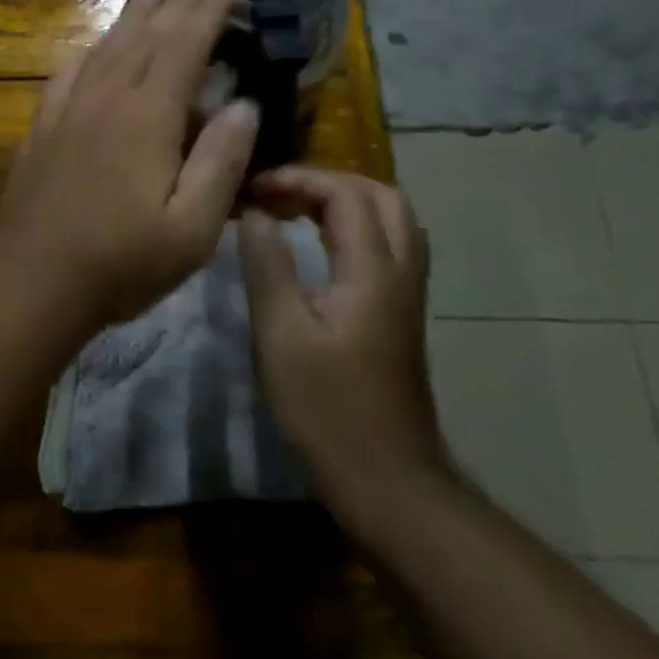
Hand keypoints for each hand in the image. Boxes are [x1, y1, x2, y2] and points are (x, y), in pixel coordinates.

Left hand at [0, 0, 259, 334]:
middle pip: (144, 38)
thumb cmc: (121, 261)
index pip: (182, 48)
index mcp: (147, 117)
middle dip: (175, 4)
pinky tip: (94, 45)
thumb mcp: (192, 227)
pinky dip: (90, 49)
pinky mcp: (43, 127)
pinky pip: (69, 72)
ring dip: (133, 16)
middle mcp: (106, 99)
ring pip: (106, 47)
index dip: (205, 14)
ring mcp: (68, 110)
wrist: (32, 278)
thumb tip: (244, 104)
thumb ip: (221, 161)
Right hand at [237, 168, 448, 521]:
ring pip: (392, 220)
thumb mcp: (281, 334)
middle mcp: (400, 273)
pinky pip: (389, 245)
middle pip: (382, 196)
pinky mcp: (400, 315)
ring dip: (345, 201)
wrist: (387, 479)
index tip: (252, 190)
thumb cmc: (326, 408)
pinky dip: (355, 226)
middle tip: (276, 193)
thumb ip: (267, 265)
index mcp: (372, 272)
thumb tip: (253, 213)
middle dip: (327, 181)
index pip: (346, 194)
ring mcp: (407, 295)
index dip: (298, 180)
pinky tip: (319, 245)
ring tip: (294, 210)